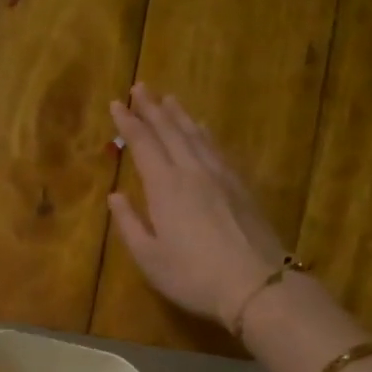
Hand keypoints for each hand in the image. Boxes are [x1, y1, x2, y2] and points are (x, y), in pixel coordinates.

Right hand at [108, 84, 288, 326]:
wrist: (256, 285)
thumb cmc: (193, 276)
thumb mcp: (149, 258)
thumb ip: (129, 224)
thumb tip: (115, 196)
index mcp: (165, 187)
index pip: (143, 144)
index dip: (129, 123)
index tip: (117, 102)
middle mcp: (192, 171)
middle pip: (170, 131)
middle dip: (152, 108)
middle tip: (140, 87)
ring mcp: (221, 176)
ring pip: (196, 135)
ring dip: (179, 115)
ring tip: (168, 99)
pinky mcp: (241, 187)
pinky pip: (218, 149)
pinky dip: (205, 133)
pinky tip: (203, 128)